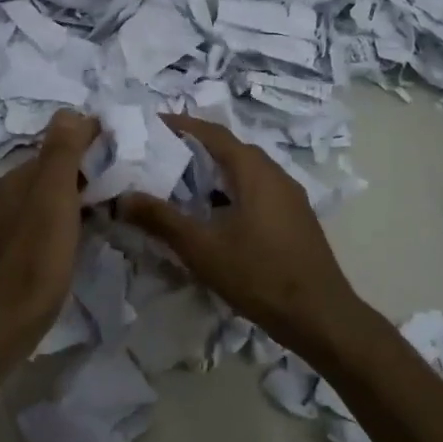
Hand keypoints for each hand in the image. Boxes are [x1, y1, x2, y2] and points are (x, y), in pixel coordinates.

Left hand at [0, 110, 99, 360]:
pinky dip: (56, 229)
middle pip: (45, 178)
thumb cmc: (31, 264)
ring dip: (69, 204)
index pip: (53, 149)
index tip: (122, 153)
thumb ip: (60, 156)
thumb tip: (69, 111)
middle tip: (121, 186)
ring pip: (38, 207)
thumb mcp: (52, 203)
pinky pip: (33, 233)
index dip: (87, 146)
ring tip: (104, 216)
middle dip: (79, 176)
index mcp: (13, 183)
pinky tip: (70, 248)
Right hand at [119, 115, 364, 354]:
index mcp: (255, 171)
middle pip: (231, 150)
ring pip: (245, 173)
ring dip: (214, 173)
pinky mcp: (295, 220)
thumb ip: (160, 219)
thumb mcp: (202, 248)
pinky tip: (214, 216)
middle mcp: (276, 175)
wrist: (320, 316)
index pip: (213, 133)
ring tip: (180, 184)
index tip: (152, 125)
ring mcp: (290, 198)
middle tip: (160, 156)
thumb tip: (122, 198)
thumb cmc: (259, 275)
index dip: (182, 125)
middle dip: (195, 148)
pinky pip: (257, 192)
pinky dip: (230, 192)